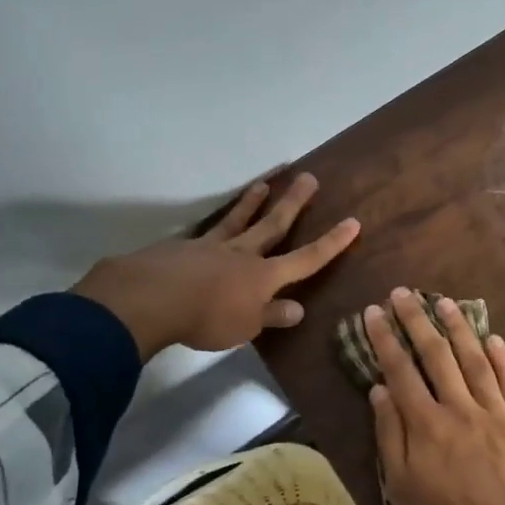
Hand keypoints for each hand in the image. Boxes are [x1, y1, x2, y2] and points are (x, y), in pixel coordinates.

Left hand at [72, 172, 358, 358]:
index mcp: (264, 276)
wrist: (152, 298)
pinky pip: (204, 233)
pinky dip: (212, 228)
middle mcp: (242, 253)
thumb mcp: (245, 327)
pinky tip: (207, 228)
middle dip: (294, 203)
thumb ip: (271, 316)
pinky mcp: (183, 247)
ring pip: (237, 220)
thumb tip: (298, 309)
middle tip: (308, 177)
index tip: (352, 222)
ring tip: (263, 183)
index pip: (307, 258)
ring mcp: (211, 246)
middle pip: (274, 224)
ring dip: (252, 202)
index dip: (331, 243)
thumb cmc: (206, 318)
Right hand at [365, 288, 504, 504]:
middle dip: (417, 321)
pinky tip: (493, 338)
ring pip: (474, 360)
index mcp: (426, 425)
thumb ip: (392, 436)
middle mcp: (460, 409)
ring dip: (458, 328)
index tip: (373, 312)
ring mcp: (496, 414)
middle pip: (436, 355)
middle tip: (404, 293)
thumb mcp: (403, 491)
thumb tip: (379, 390)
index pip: (400, 370)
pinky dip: (502, 357)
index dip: (385, 339)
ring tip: (444, 302)